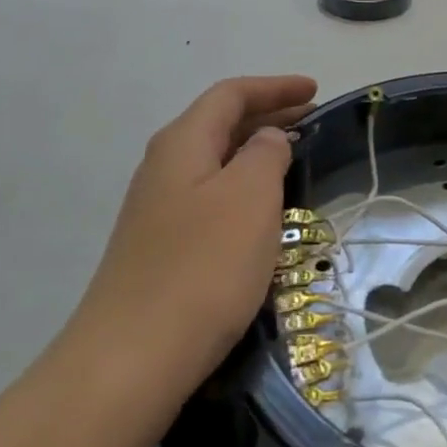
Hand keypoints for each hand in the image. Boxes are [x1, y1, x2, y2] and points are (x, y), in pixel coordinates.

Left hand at [74, 75, 317, 394]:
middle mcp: (163, 166)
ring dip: (254, 153)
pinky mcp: (159, 247)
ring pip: (214, 162)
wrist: (131, 359)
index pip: (231, 95)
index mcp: (182, 142)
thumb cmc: (202, 267)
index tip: (315, 90)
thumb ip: (265, 154)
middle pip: (219, 123)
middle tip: (312, 120)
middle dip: (267, 115)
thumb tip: (266, 140)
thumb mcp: (250, 197)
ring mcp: (156, 209)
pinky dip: (241, 188)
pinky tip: (259, 212)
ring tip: (292, 159)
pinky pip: (208, 197)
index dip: (274, 87)